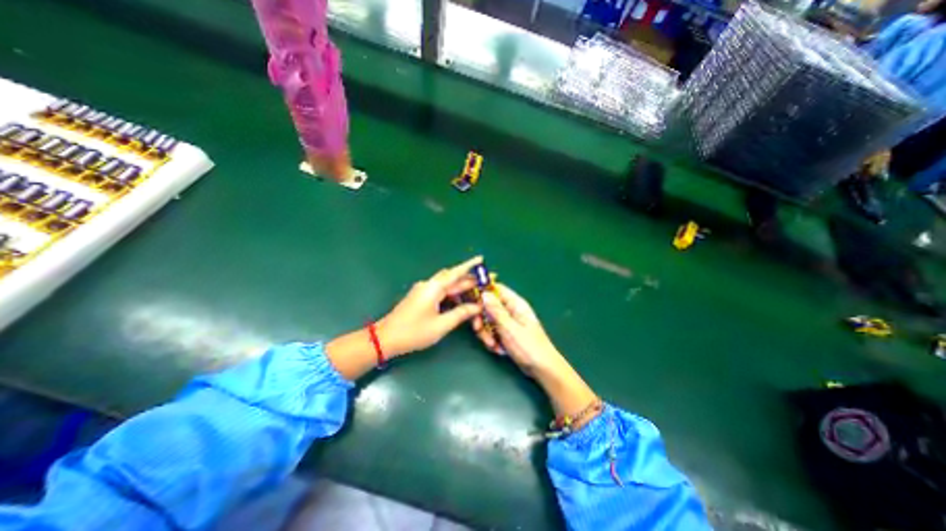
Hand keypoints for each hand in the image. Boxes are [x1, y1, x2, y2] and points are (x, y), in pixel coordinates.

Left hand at [377, 257, 483, 355]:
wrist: (386, 338)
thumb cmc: (414, 332)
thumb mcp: (441, 325)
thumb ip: (461, 314)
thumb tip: (476, 307)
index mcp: (434, 288)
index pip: (456, 273)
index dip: (470, 266)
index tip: (481, 259)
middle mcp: (429, 285)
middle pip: (453, 279)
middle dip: (469, 280)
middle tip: (486, 282)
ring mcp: (423, 290)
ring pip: (447, 285)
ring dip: (461, 289)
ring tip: (476, 295)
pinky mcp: (420, 297)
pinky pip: (440, 291)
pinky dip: (452, 295)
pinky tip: (460, 302)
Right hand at [473, 285, 559, 374]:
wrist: (543, 369)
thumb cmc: (529, 347)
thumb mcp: (509, 328)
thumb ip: (496, 311)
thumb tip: (484, 293)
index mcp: (515, 303)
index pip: (496, 289)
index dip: (482, 293)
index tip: (472, 304)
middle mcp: (511, 310)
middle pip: (489, 306)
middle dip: (482, 319)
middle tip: (479, 330)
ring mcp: (509, 322)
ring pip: (489, 320)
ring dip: (487, 333)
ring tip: (493, 345)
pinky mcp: (507, 333)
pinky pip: (493, 331)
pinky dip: (492, 340)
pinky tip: (498, 349)